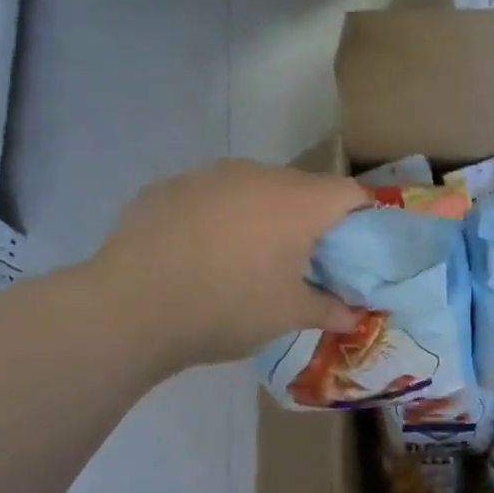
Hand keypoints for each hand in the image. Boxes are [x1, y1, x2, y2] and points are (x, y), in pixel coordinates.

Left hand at [93, 160, 368, 370]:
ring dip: (263, 216)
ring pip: (254, 188)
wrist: (130, 307)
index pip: (351, 193)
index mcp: (298, 202)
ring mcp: (208, 175)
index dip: (362, 219)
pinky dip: (219, 218)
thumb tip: (356, 317)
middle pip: (302, 188)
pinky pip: (211, 196)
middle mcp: (257, 175)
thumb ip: (330, 310)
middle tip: (303, 262)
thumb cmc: (227, 308)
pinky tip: (201, 255)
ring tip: (248, 259)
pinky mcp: (168, 186)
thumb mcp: (288, 316)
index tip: (355, 251)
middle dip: (311, 220)